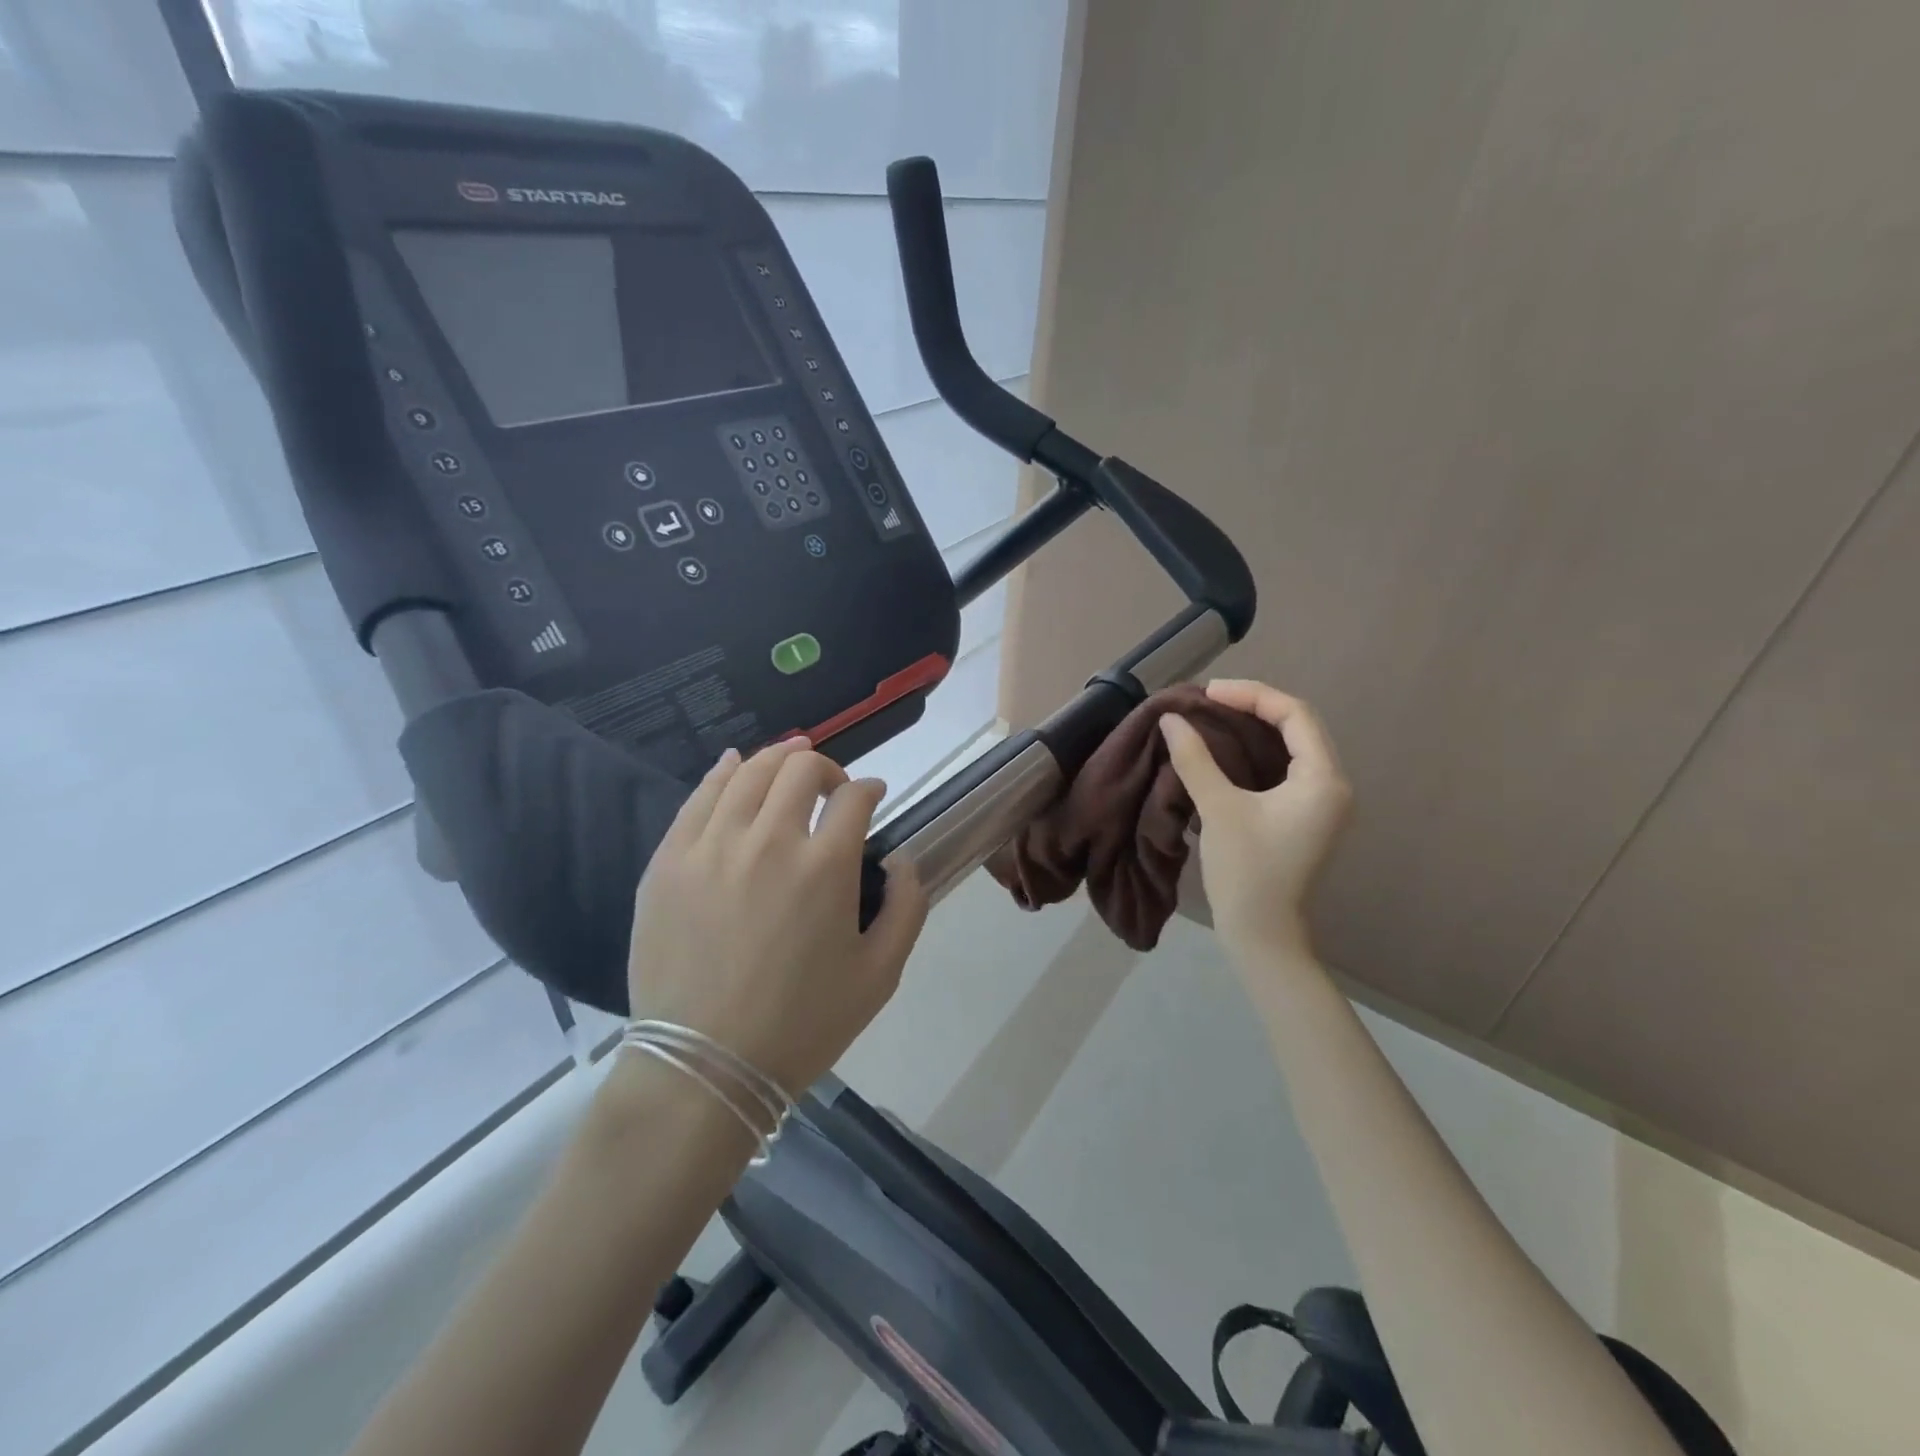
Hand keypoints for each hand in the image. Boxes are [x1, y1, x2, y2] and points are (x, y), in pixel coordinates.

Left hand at [624, 738, 929, 1096]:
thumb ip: (907, 905)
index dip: (869, 789)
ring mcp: (711, 846)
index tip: (873, 797)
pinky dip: (723, 772)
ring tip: (790, 761)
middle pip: (800, 770)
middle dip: (826, 768)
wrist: (705, 1068)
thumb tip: (901, 858)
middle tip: (832, 788)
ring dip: (778, 759)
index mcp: (824, 866)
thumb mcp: (880, 974)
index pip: (853, 797)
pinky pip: (698, 798)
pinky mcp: (669, 861)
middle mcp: (768, 840)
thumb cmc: (802, 1025)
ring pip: (748, 772)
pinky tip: (734, 765)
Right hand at [1160, 680, 1352, 961]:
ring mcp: (1321, 803)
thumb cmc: (1246, 871)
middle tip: (1208, 701)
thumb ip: (1196, 759)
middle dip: (1253, 707)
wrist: (1262, 934)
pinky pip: (1285, 768)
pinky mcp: (1305, 817)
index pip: (1294, 715)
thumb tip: (1171, 719)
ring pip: (1292, 747)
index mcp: (1322, 779)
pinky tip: (1225, 750)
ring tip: (1213, 717)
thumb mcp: (1218, 809)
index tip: (1208, 692)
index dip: (1251, 695)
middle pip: (1297, 726)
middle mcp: (1332, 785)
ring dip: (1255, 728)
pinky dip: (1257, 752)